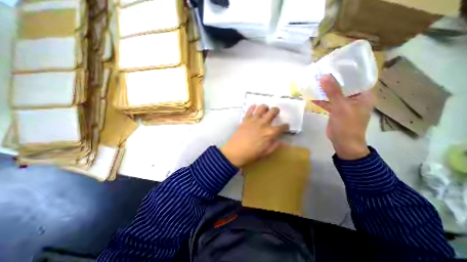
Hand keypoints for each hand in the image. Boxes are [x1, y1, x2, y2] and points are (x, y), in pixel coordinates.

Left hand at [221, 104, 288, 167]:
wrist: (235, 152)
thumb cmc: (252, 154)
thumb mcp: (266, 153)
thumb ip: (275, 146)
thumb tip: (280, 141)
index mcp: (270, 133)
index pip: (282, 127)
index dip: (286, 126)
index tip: (286, 127)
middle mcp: (263, 123)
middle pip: (273, 112)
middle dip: (276, 110)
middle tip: (276, 112)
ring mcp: (254, 120)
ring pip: (262, 107)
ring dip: (265, 107)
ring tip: (265, 109)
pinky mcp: (245, 119)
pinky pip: (249, 110)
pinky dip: (252, 107)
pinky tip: (254, 107)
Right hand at [311, 74, 374, 158]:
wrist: (343, 142)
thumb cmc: (347, 124)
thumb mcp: (340, 106)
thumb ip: (333, 91)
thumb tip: (324, 76)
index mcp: (363, 95)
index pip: (356, 78)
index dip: (345, 71)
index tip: (334, 65)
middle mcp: (355, 98)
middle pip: (343, 86)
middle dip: (332, 80)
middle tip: (321, 72)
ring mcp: (344, 105)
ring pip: (334, 94)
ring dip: (325, 90)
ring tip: (315, 82)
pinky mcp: (336, 111)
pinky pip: (328, 102)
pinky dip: (321, 100)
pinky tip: (312, 96)